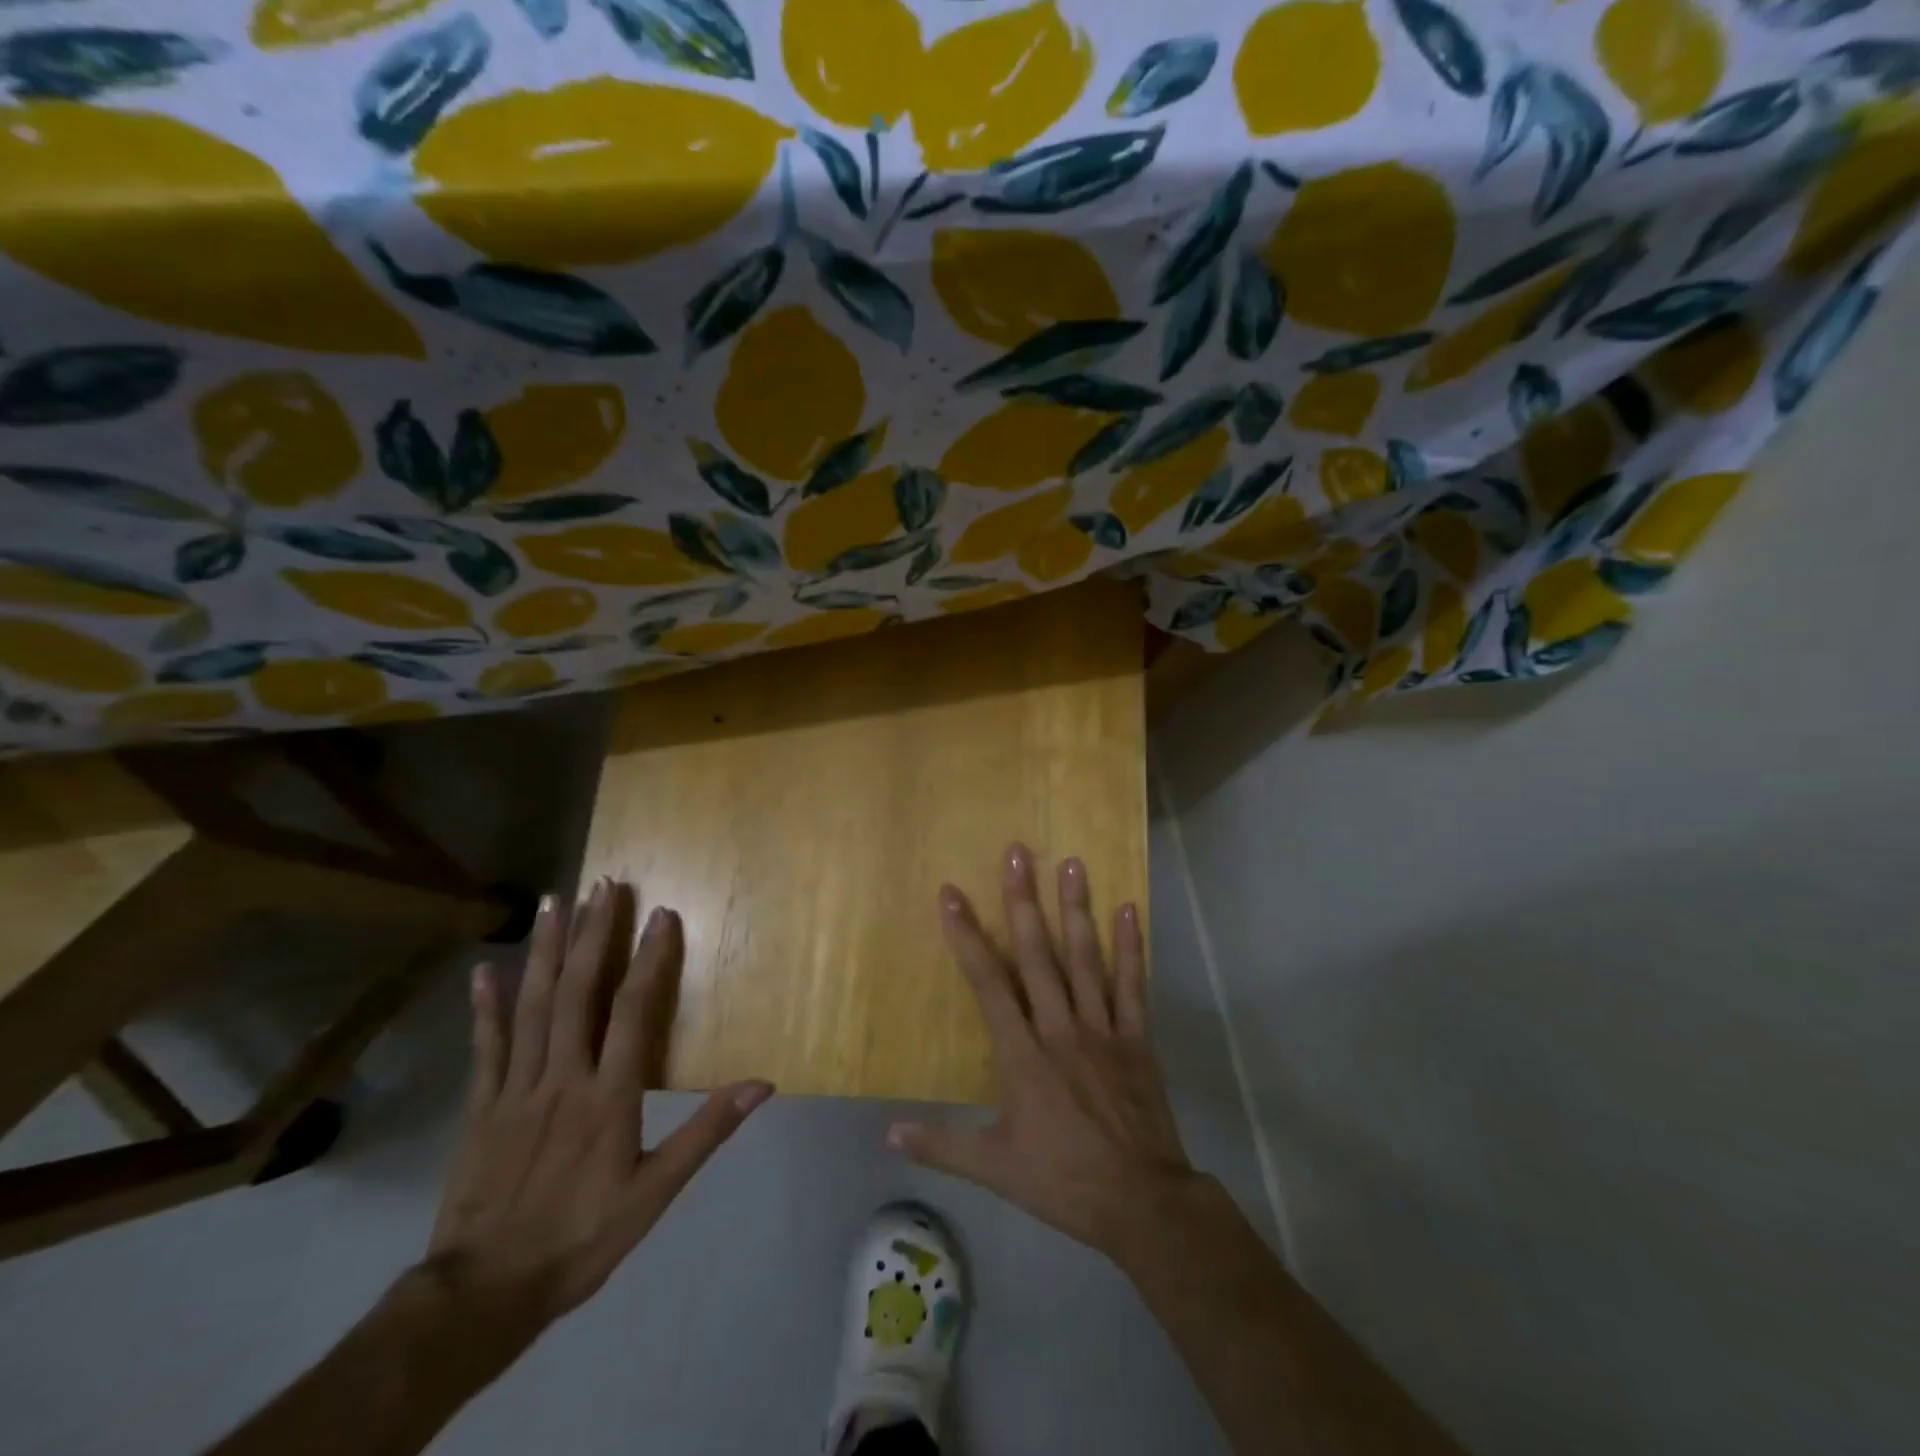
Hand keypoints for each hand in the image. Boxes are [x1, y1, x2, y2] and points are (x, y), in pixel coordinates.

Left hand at [425, 879, 772, 1328]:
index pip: (633, 1011)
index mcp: (608, 1096)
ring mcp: (516, 1089)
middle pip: (577, 993)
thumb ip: (706, 1133)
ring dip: (543, 951)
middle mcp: (561, 1078)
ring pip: (531, 1007)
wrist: (483, 1294)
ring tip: (553, 902)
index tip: (660, 913)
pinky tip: (484, 970)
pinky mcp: (481, 1107)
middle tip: (602, 885)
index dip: (649, 959)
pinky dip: (485, 1007)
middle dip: (592, 934)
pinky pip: (485, 1048)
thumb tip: (761, 1085)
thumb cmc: (582, 1238)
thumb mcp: (655, 1193)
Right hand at [888, 844, 1201, 1264]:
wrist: (1141, 1202)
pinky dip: (1130, 946)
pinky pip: (1132, 985)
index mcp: (1021, 1054)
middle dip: (1023, 901)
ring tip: (1071, 863)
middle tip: (1018, 852)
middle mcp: (1059, 1027)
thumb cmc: (1062, 1181)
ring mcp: (1102, 1028)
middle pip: (1037, 954)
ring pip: (1084, 958)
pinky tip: (1127, 908)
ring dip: (1076, 908)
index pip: (987, 983)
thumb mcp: (994, 1169)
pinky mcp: (1136, 1038)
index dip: (966, 935)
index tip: (951, 894)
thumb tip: (888, 1133)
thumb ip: (941, 1144)